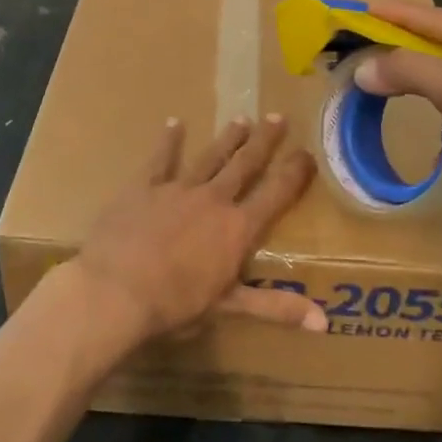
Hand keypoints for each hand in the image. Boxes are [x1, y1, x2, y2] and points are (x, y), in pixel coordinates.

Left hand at [65, 115, 323, 348]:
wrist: (116, 291)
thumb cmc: (175, 304)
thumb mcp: (230, 307)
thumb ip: (277, 307)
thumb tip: (325, 323)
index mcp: (238, 228)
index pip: (276, 194)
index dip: (294, 172)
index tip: (307, 152)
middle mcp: (213, 200)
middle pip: (245, 165)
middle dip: (263, 141)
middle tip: (277, 117)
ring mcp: (178, 189)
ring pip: (210, 157)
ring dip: (227, 139)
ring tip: (242, 119)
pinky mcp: (144, 187)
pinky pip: (160, 159)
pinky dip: (169, 141)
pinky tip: (174, 123)